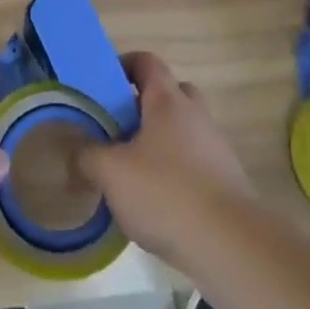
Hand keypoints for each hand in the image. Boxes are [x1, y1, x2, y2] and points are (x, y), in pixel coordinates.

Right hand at [74, 52, 256, 273]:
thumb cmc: (166, 193)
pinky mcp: (228, 183)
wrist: (232, 246)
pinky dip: (176, 174)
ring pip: (184, 131)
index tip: (103, 84)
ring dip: (160, 143)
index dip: (124, 65)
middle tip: (119, 127)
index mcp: (168, 101)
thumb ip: (88, 157)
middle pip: (171, 93)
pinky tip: (157, 204)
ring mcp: (216, 149)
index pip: (147, 62)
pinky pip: (196, 165)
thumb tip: (77, 153)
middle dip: (144, 106)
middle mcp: (196, 115)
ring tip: (132, 172)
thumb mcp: (111, 173)